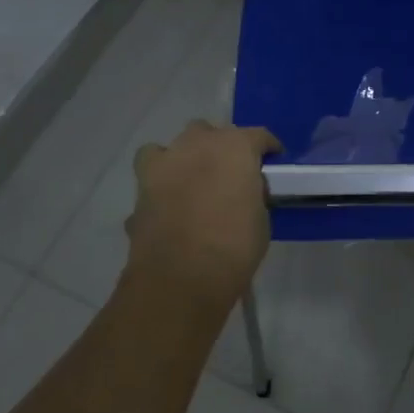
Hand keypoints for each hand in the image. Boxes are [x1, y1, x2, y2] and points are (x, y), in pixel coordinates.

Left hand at [127, 121, 280, 311]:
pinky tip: (168, 198)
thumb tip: (244, 192)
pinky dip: (159, 178)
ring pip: (177, 144)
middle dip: (221, 148)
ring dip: (187, 156)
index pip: (259, 136)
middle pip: (212, 132)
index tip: (271, 162)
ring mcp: (166, 162)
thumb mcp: (261, 218)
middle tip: (230, 174)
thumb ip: (252, 194)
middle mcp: (199, 144)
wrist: (181, 279)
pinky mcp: (141, 186)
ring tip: (195, 179)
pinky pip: (152, 169)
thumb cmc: (234, 248)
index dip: (267, 149)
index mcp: (236, 147)